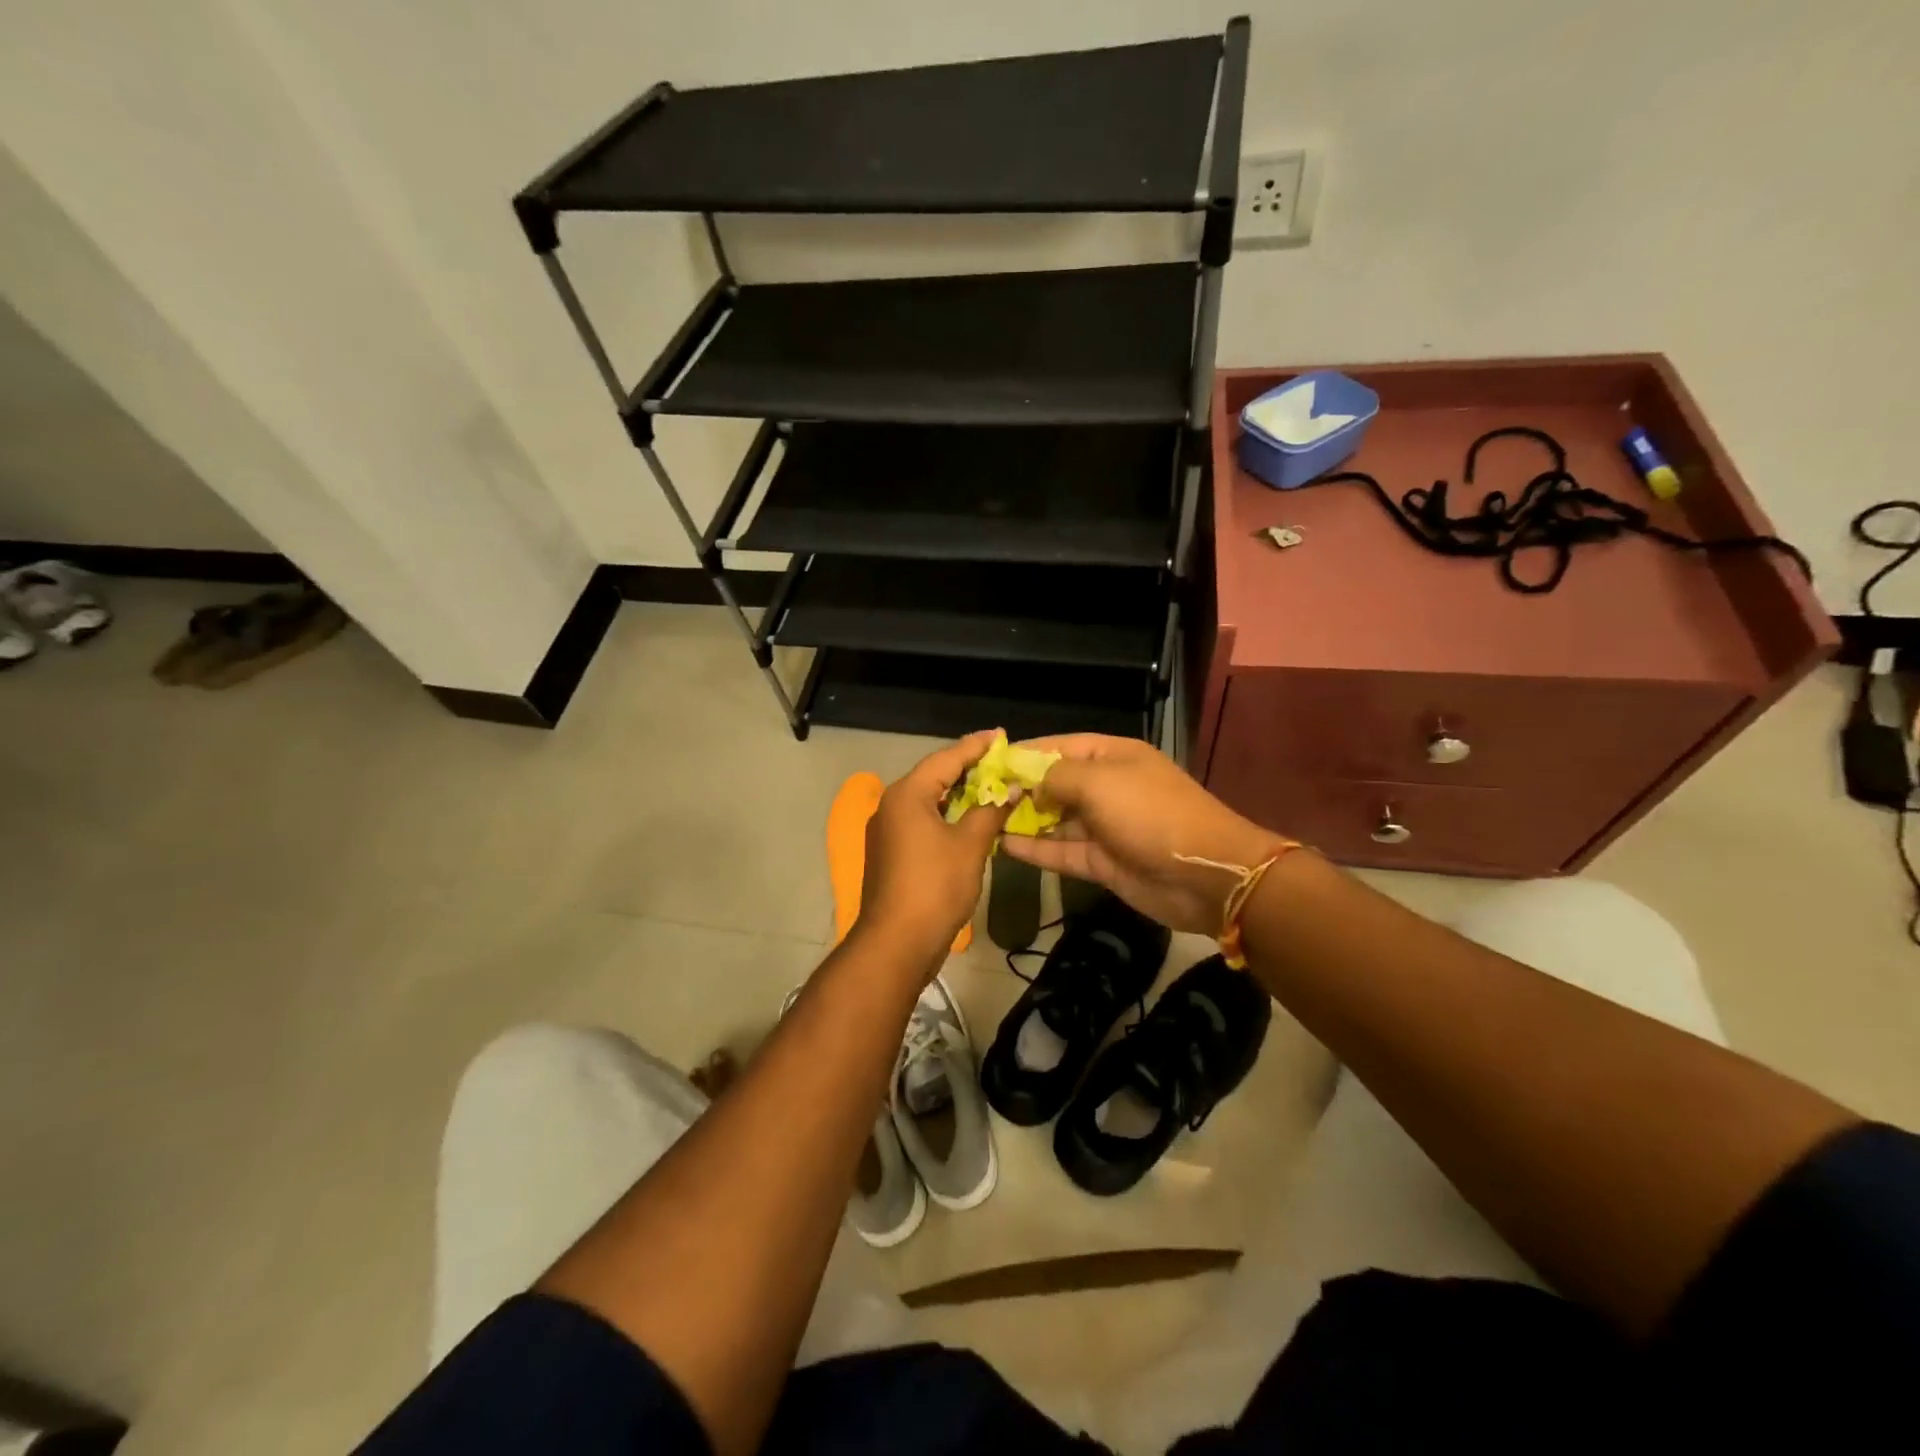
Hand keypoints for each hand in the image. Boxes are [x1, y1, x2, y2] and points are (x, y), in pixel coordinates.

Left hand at [855, 730, 1011, 973]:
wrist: (896, 944)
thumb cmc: (934, 887)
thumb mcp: (970, 845)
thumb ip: (990, 810)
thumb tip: (1010, 788)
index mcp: (906, 795)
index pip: (945, 758)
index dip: (975, 746)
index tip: (1000, 735)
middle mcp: (891, 805)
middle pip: (933, 776)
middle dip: (968, 768)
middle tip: (1001, 760)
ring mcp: (888, 831)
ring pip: (928, 801)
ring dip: (959, 794)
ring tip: (991, 786)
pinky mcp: (891, 853)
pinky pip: (922, 822)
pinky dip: (947, 816)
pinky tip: (970, 819)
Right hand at [997, 734, 1291, 935]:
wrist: (1204, 875)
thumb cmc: (1150, 813)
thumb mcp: (1100, 782)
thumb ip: (1055, 777)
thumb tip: (1026, 782)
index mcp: (1112, 756)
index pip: (1058, 746)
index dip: (1023, 753)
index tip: (987, 762)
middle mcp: (1106, 787)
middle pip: (1053, 783)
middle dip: (1018, 788)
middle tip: (977, 796)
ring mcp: (1104, 826)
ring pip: (1054, 819)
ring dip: (1023, 819)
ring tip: (982, 820)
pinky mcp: (1101, 861)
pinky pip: (1060, 851)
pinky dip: (1034, 848)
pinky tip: (1002, 845)